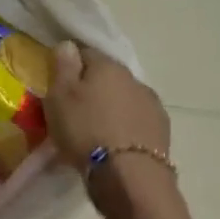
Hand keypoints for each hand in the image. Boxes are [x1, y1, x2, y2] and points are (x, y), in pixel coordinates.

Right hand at [44, 41, 170, 171]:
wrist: (128, 174)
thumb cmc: (84, 130)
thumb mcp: (59, 96)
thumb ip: (63, 67)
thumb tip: (68, 44)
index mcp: (107, 66)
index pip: (85, 52)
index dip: (69, 66)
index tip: (57, 84)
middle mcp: (134, 78)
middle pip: (107, 76)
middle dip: (92, 88)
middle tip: (74, 110)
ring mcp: (152, 104)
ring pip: (124, 98)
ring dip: (111, 108)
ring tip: (95, 130)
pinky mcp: (162, 130)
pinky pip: (136, 120)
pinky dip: (125, 126)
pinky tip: (114, 143)